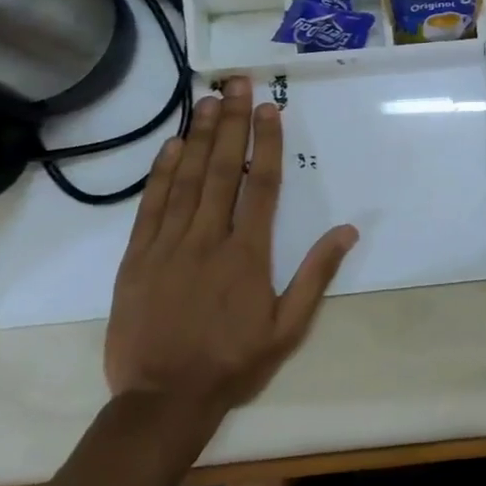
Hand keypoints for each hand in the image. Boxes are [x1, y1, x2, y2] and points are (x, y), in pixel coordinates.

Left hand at [105, 77, 358, 430]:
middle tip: (236, 84)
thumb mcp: (289, 327)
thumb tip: (348, 230)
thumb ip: (316, 275)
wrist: (162, 401)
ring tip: (207, 101)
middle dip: (230, 123)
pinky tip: (170, 147)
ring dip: (197, 137)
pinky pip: (151, 207)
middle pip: (220, 170)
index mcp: (247, 254)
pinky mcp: (137, 260)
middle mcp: (207, 239)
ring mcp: (167, 247)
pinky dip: (161, 174)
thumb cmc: (233, 362)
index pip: (259, 185)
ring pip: (185, 180)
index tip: (269, 109)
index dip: (264, 143)